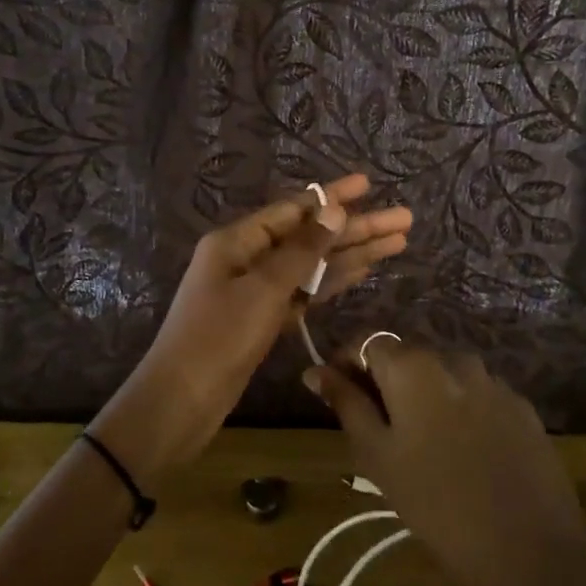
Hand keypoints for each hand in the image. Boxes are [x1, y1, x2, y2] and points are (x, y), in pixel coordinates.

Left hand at [92, 174, 411, 481]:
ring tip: (397, 242)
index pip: (294, 209)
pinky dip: (332, 282)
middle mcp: (247, 257)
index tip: (368, 184)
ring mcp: (256, 290)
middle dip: (355, 228)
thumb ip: (302, 251)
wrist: (182, 401)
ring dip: (351, 254)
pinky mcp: (264, 318)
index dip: (332, 196)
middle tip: (403, 219)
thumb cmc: (218, 338)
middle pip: (309, 236)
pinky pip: (304, 292)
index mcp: (237, 240)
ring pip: (312, 265)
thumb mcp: (262, 289)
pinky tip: (363, 272)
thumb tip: (333, 210)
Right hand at [308, 341, 585, 585]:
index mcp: (412, 367)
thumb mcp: (378, 456)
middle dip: (385, 382)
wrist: (533, 549)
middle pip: (406, 357)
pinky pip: (477, 396)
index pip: (366, 342)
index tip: (336, 395)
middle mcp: (453, 358)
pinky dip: (460, 411)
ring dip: (424, 396)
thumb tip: (314, 370)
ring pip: (443, 377)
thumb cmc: (438, 505)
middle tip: (377, 430)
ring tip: (422, 445)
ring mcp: (493, 381)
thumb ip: (345, 404)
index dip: (346, 363)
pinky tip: (464, 453)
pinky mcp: (521, 406)